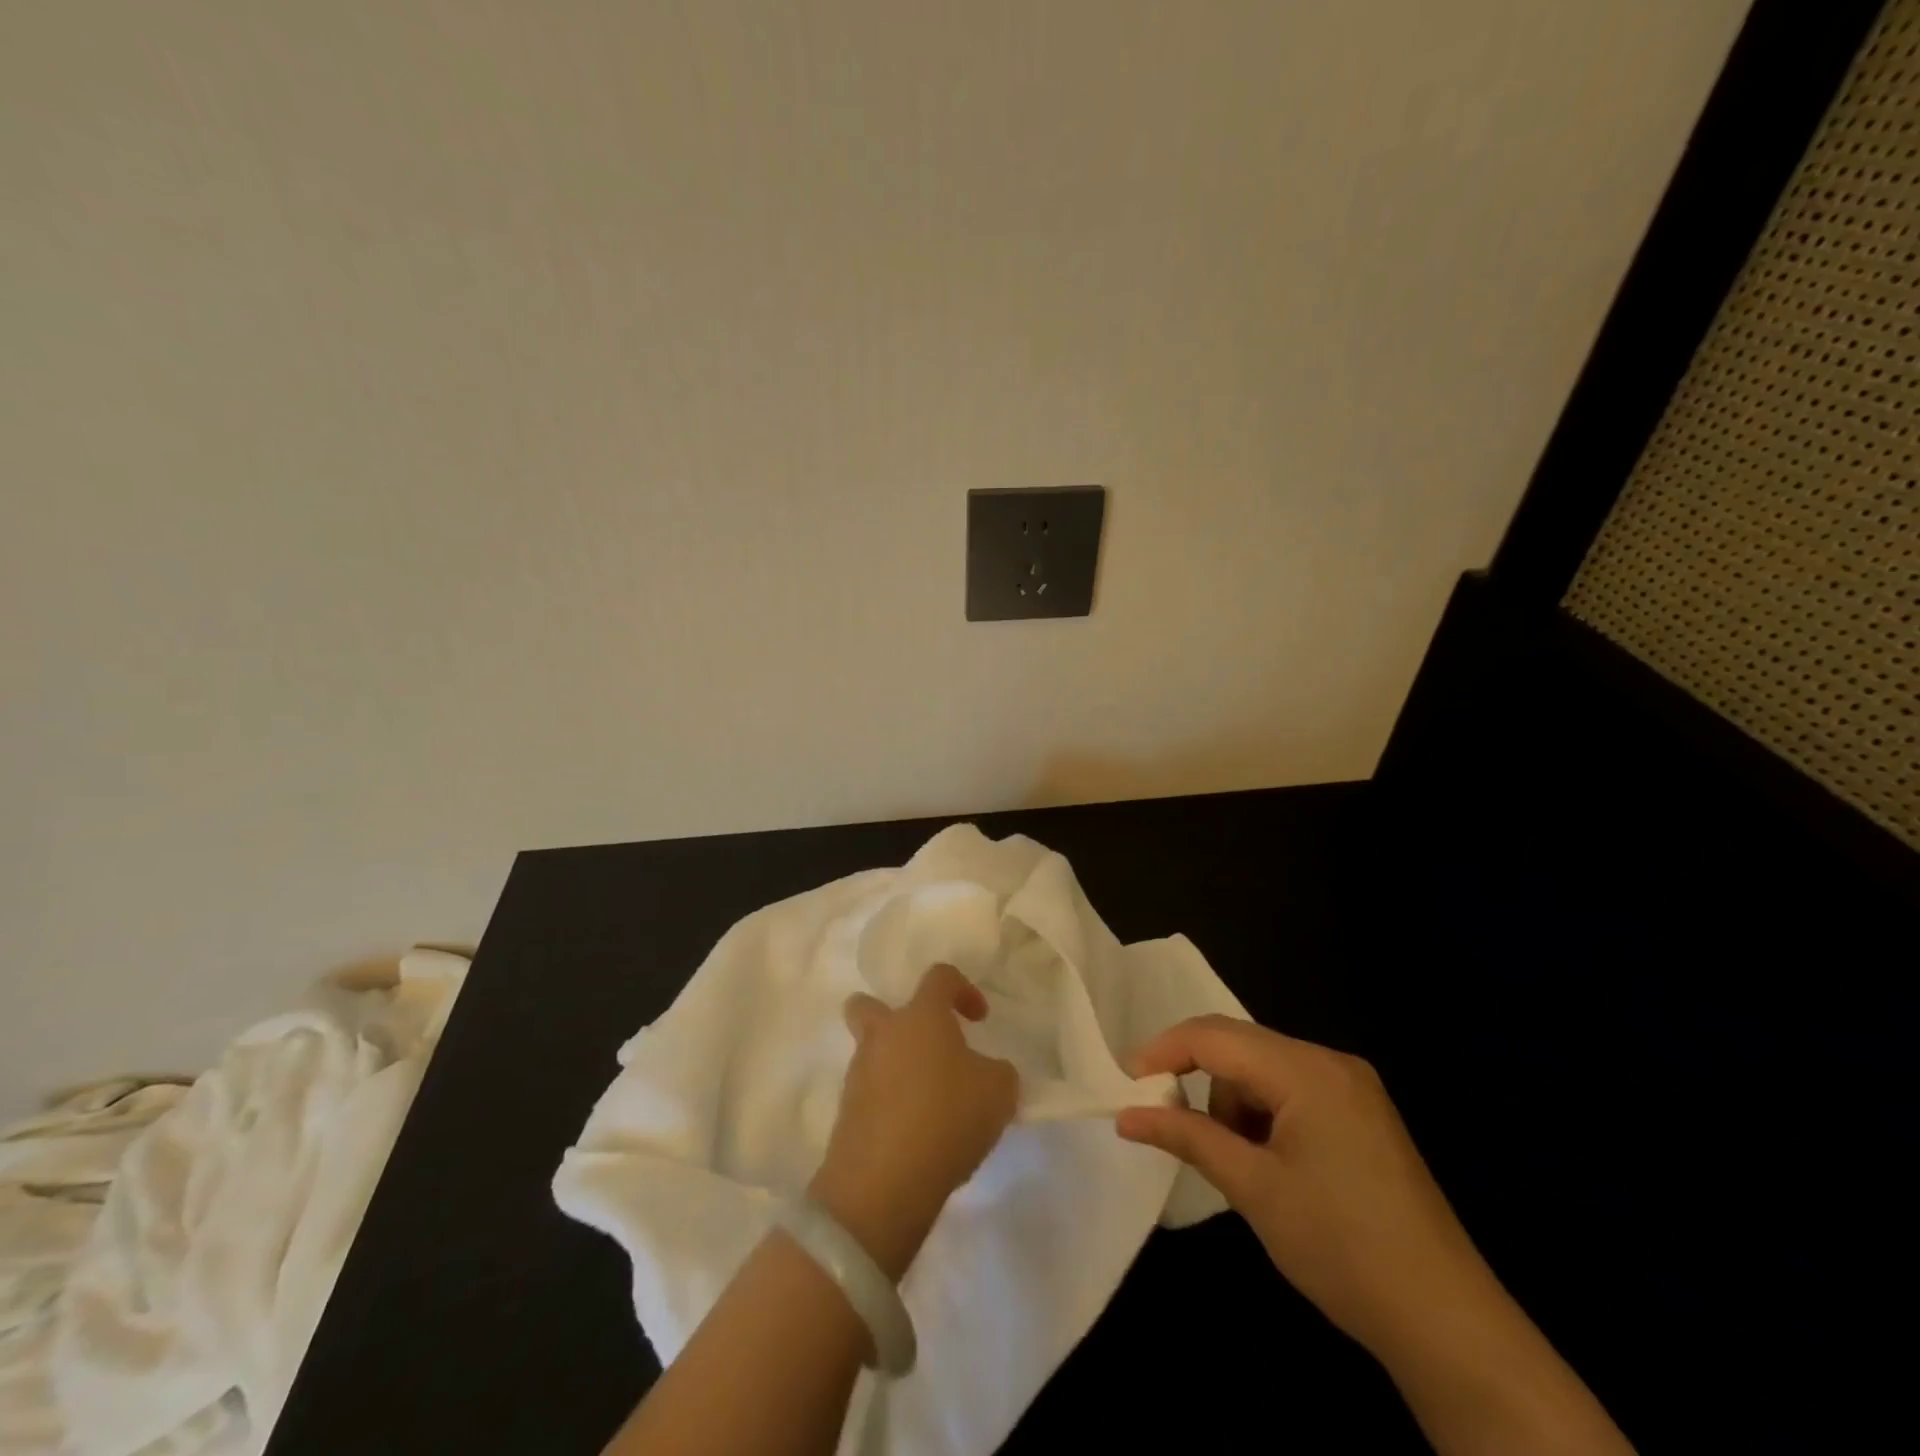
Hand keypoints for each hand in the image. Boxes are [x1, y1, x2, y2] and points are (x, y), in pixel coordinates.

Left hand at [810, 963, 1019, 1281]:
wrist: (883, 1182)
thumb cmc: (948, 1117)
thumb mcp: (999, 1092)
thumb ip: (998, 1072)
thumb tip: (987, 1072)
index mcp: (921, 1016)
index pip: (939, 977)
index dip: (963, 989)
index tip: (979, 1019)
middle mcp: (883, 1035)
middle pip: (869, 1005)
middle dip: (894, 1018)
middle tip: (926, 1046)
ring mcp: (859, 1074)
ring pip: (870, 1052)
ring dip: (895, 1066)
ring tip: (930, 1102)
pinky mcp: (846, 1114)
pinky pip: (869, 1094)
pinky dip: (889, 1103)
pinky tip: (915, 1132)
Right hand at [1115, 1015, 1492, 1360]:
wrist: (1447, 1323)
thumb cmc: (1341, 1247)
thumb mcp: (1253, 1189)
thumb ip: (1187, 1136)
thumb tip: (1127, 1115)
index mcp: (1306, 1070)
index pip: (1215, 1035)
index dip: (1164, 1051)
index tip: (1127, 1082)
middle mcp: (1331, 1062)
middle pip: (1240, 1046)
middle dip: (1199, 1080)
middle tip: (1169, 1122)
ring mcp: (1353, 1087)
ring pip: (1265, 1070)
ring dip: (1235, 1104)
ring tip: (1239, 1165)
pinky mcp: (1363, 1114)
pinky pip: (1293, 1091)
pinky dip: (1265, 1116)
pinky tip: (1272, 1165)